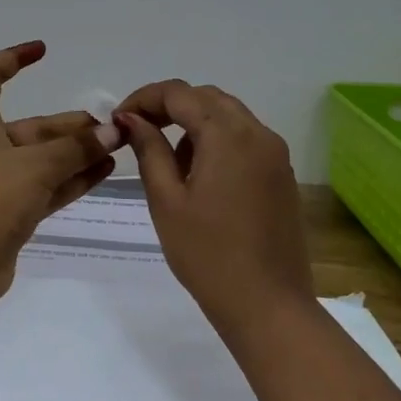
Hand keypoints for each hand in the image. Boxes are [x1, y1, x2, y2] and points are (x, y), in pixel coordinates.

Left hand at [0, 42, 121, 302]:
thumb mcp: (36, 166)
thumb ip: (76, 148)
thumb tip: (112, 131)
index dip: (13, 59)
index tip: (43, 50)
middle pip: (30, 126)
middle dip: (69, 125)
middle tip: (111, 126)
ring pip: (41, 158)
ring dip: (76, 153)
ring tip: (116, 146)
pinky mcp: (7, 211)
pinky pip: (44, 186)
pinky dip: (70, 178)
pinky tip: (104, 172)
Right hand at [114, 81, 314, 338]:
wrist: (268, 307)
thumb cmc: (208, 255)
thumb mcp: (166, 200)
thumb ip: (149, 150)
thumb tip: (131, 118)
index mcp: (227, 136)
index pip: (179, 94)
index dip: (144, 98)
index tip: (119, 119)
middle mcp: (257, 134)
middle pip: (207, 97)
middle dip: (170, 106)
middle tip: (138, 131)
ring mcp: (275, 154)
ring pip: (228, 115)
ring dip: (194, 122)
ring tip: (168, 159)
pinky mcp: (281, 175)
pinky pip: (245, 138)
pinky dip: (217, 140)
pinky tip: (199, 176)